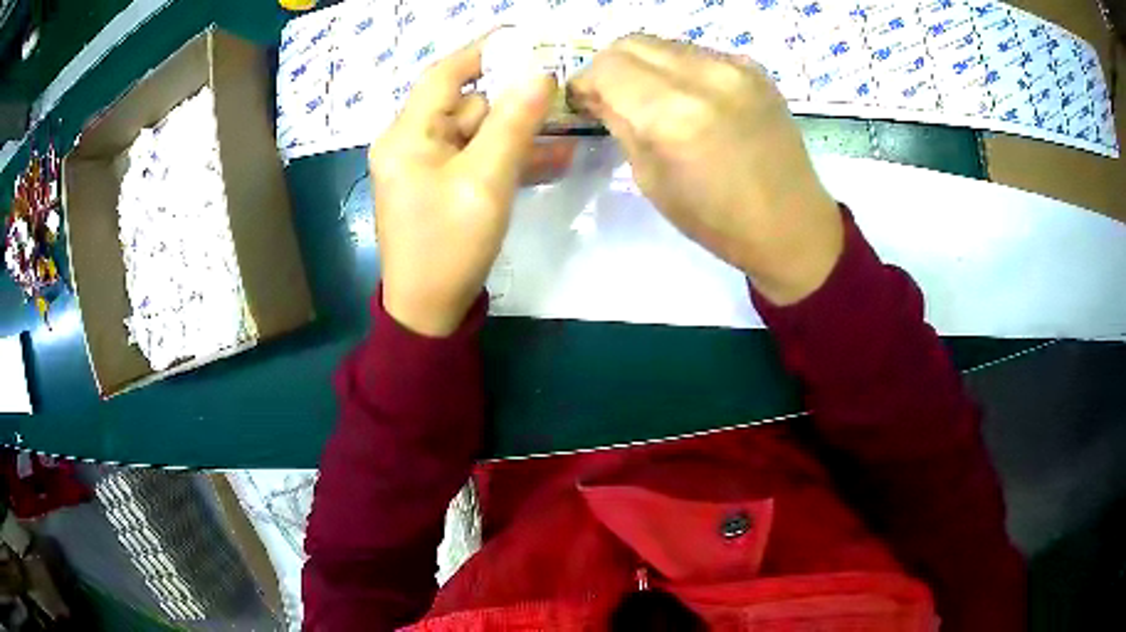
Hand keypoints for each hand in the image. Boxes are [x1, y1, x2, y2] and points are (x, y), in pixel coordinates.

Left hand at [370, 40, 556, 335]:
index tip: (522, 38)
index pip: (444, 74)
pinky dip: (504, 158)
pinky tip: (546, 162)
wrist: (428, 311)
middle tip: (556, 107)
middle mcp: (409, 142)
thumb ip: (513, 123)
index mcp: (407, 135)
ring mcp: (423, 165)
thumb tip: (539, 74)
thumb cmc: (450, 246)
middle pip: (466, 105)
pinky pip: (474, 158)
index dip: (482, 51)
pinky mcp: (437, 185)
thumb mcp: (486, 181)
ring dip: (515, 137)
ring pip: (476, 133)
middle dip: (510, 107)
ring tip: (559, 145)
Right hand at [568, 35, 843, 304]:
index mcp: (672, 114)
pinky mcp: (755, 68)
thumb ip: (620, 124)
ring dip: (646, 65)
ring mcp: (735, 67)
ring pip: (665, 43)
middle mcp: (704, 76)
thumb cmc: (716, 219)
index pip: (607, 66)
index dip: (585, 81)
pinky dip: (681, 69)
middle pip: (632, 43)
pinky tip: (692, 98)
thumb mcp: (651, 179)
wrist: (791, 225)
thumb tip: (597, 94)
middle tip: (612, 96)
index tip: (584, 101)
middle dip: (611, 67)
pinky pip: (698, 53)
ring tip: (653, 98)